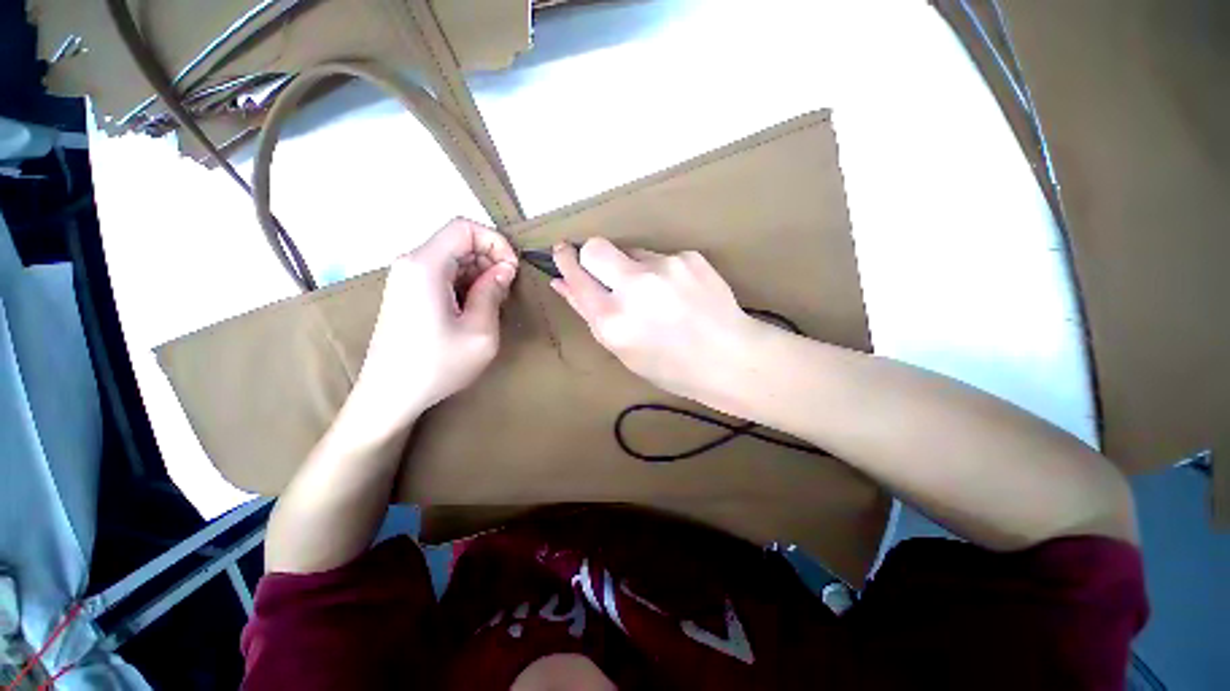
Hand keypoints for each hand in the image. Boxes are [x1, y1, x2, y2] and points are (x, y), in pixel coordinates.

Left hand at [351, 218, 517, 429]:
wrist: (390, 396)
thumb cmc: (437, 365)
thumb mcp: (480, 331)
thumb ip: (493, 292)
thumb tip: (504, 268)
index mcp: (425, 266)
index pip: (464, 227)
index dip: (495, 241)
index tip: (512, 269)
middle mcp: (411, 263)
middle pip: (458, 241)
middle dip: (490, 259)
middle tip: (506, 291)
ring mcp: (406, 278)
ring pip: (452, 257)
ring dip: (480, 273)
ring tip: (494, 302)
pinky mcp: (408, 293)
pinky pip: (443, 274)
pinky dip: (465, 283)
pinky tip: (475, 308)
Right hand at [550, 238, 759, 403]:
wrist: (731, 359)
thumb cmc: (671, 368)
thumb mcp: (624, 351)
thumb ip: (591, 315)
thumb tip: (563, 284)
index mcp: (613, 320)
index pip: (576, 276)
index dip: (565, 262)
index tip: (561, 252)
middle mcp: (634, 287)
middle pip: (596, 247)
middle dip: (592, 255)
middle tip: (607, 274)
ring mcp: (664, 268)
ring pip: (631, 252)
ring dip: (632, 269)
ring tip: (657, 296)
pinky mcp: (688, 257)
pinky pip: (660, 257)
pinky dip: (661, 272)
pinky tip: (679, 294)